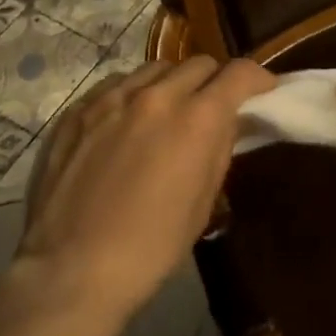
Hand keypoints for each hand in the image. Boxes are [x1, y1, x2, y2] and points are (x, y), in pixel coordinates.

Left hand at [16, 56, 274, 317]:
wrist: (72, 271)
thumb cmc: (152, 247)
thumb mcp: (204, 202)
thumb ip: (220, 149)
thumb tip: (229, 121)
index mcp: (197, 118)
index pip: (239, 73)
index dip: (257, 78)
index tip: (263, 91)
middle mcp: (157, 96)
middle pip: (199, 64)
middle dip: (214, 81)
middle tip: (213, 108)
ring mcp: (113, 98)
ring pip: (157, 68)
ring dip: (173, 83)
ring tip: (167, 112)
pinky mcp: (78, 110)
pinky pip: (117, 84)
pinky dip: (133, 94)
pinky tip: (127, 122)